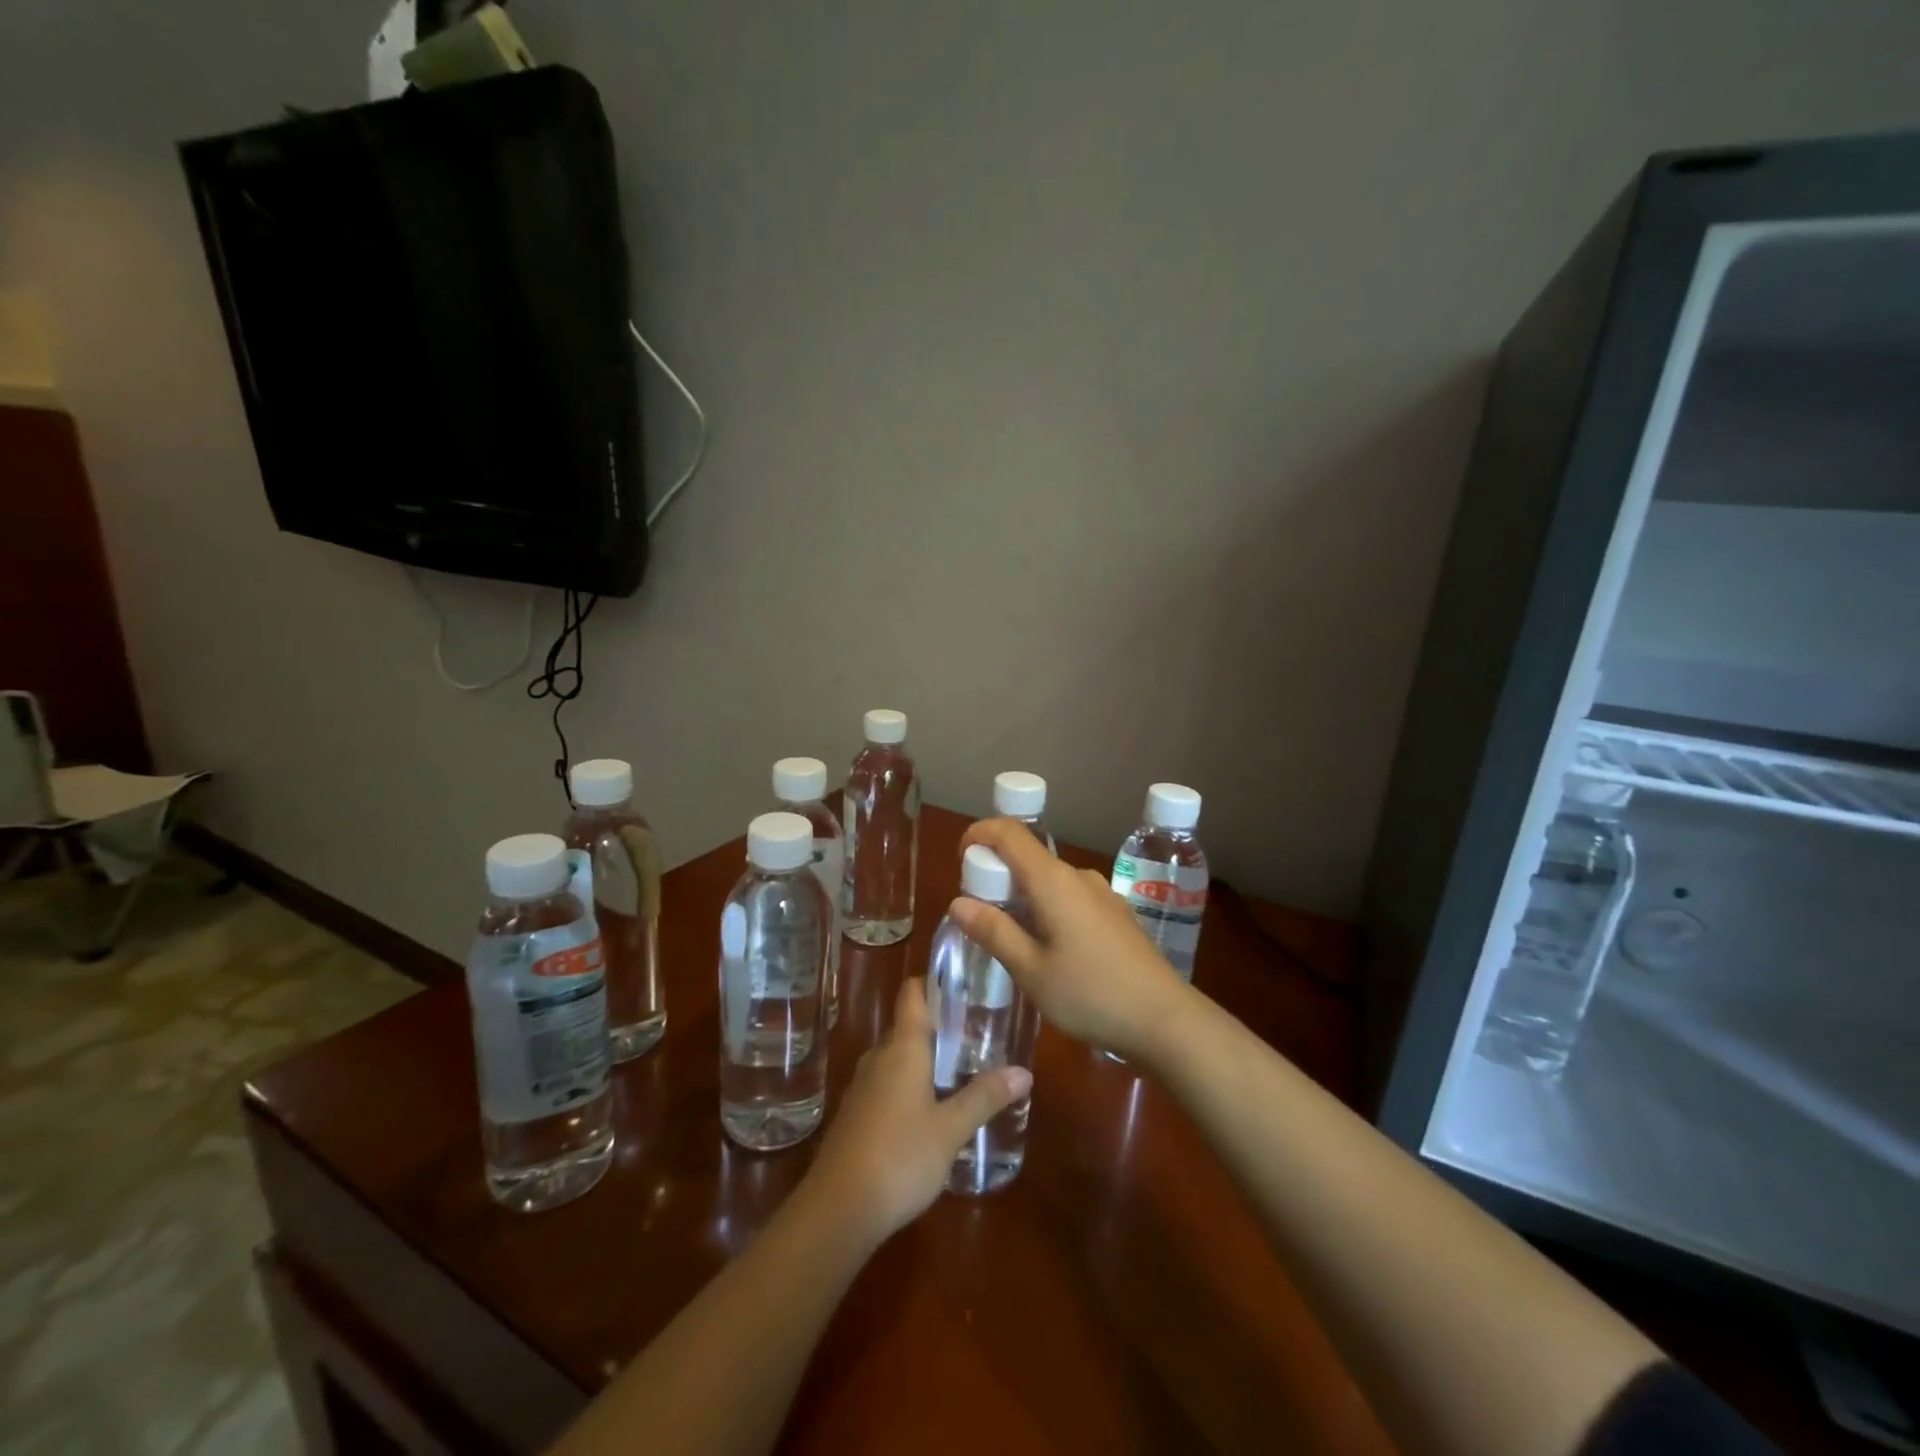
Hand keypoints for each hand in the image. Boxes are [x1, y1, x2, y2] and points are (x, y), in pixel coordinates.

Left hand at [806, 976, 1030, 1244]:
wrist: (837, 1209)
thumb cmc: (899, 1157)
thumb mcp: (951, 1129)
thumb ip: (985, 1097)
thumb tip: (1024, 1071)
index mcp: (902, 1048)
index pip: (913, 993)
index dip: (934, 980)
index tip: (963, 981)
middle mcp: (879, 1057)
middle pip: (908, 1025)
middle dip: (940, 1026)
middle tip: (978, 1034)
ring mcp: (863, 1086)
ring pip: (898, 1057)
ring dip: (925, 1058)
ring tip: (961, 1070)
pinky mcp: (856, 1114)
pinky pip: (887, 1083)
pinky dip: (910, 1083)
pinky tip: (931, 1109)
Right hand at [952, 819, 1189, 1062]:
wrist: (1166, 1020)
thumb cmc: (1091, 995)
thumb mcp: (1032, 970)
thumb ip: (994, 932)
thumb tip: (958, 902)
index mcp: (1054, 881)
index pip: (1010, 832)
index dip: (980, 834)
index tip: (961, 858)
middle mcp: (1079, 876)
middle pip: (1029, 856)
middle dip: (997, 874)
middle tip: (979, 915)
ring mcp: (1102, 894)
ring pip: (1050, 880)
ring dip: (1023, 895)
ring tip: (1012, 939)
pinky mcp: (1116, 914)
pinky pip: (1071, 897)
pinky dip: (1048, 908)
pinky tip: (1050, 949)